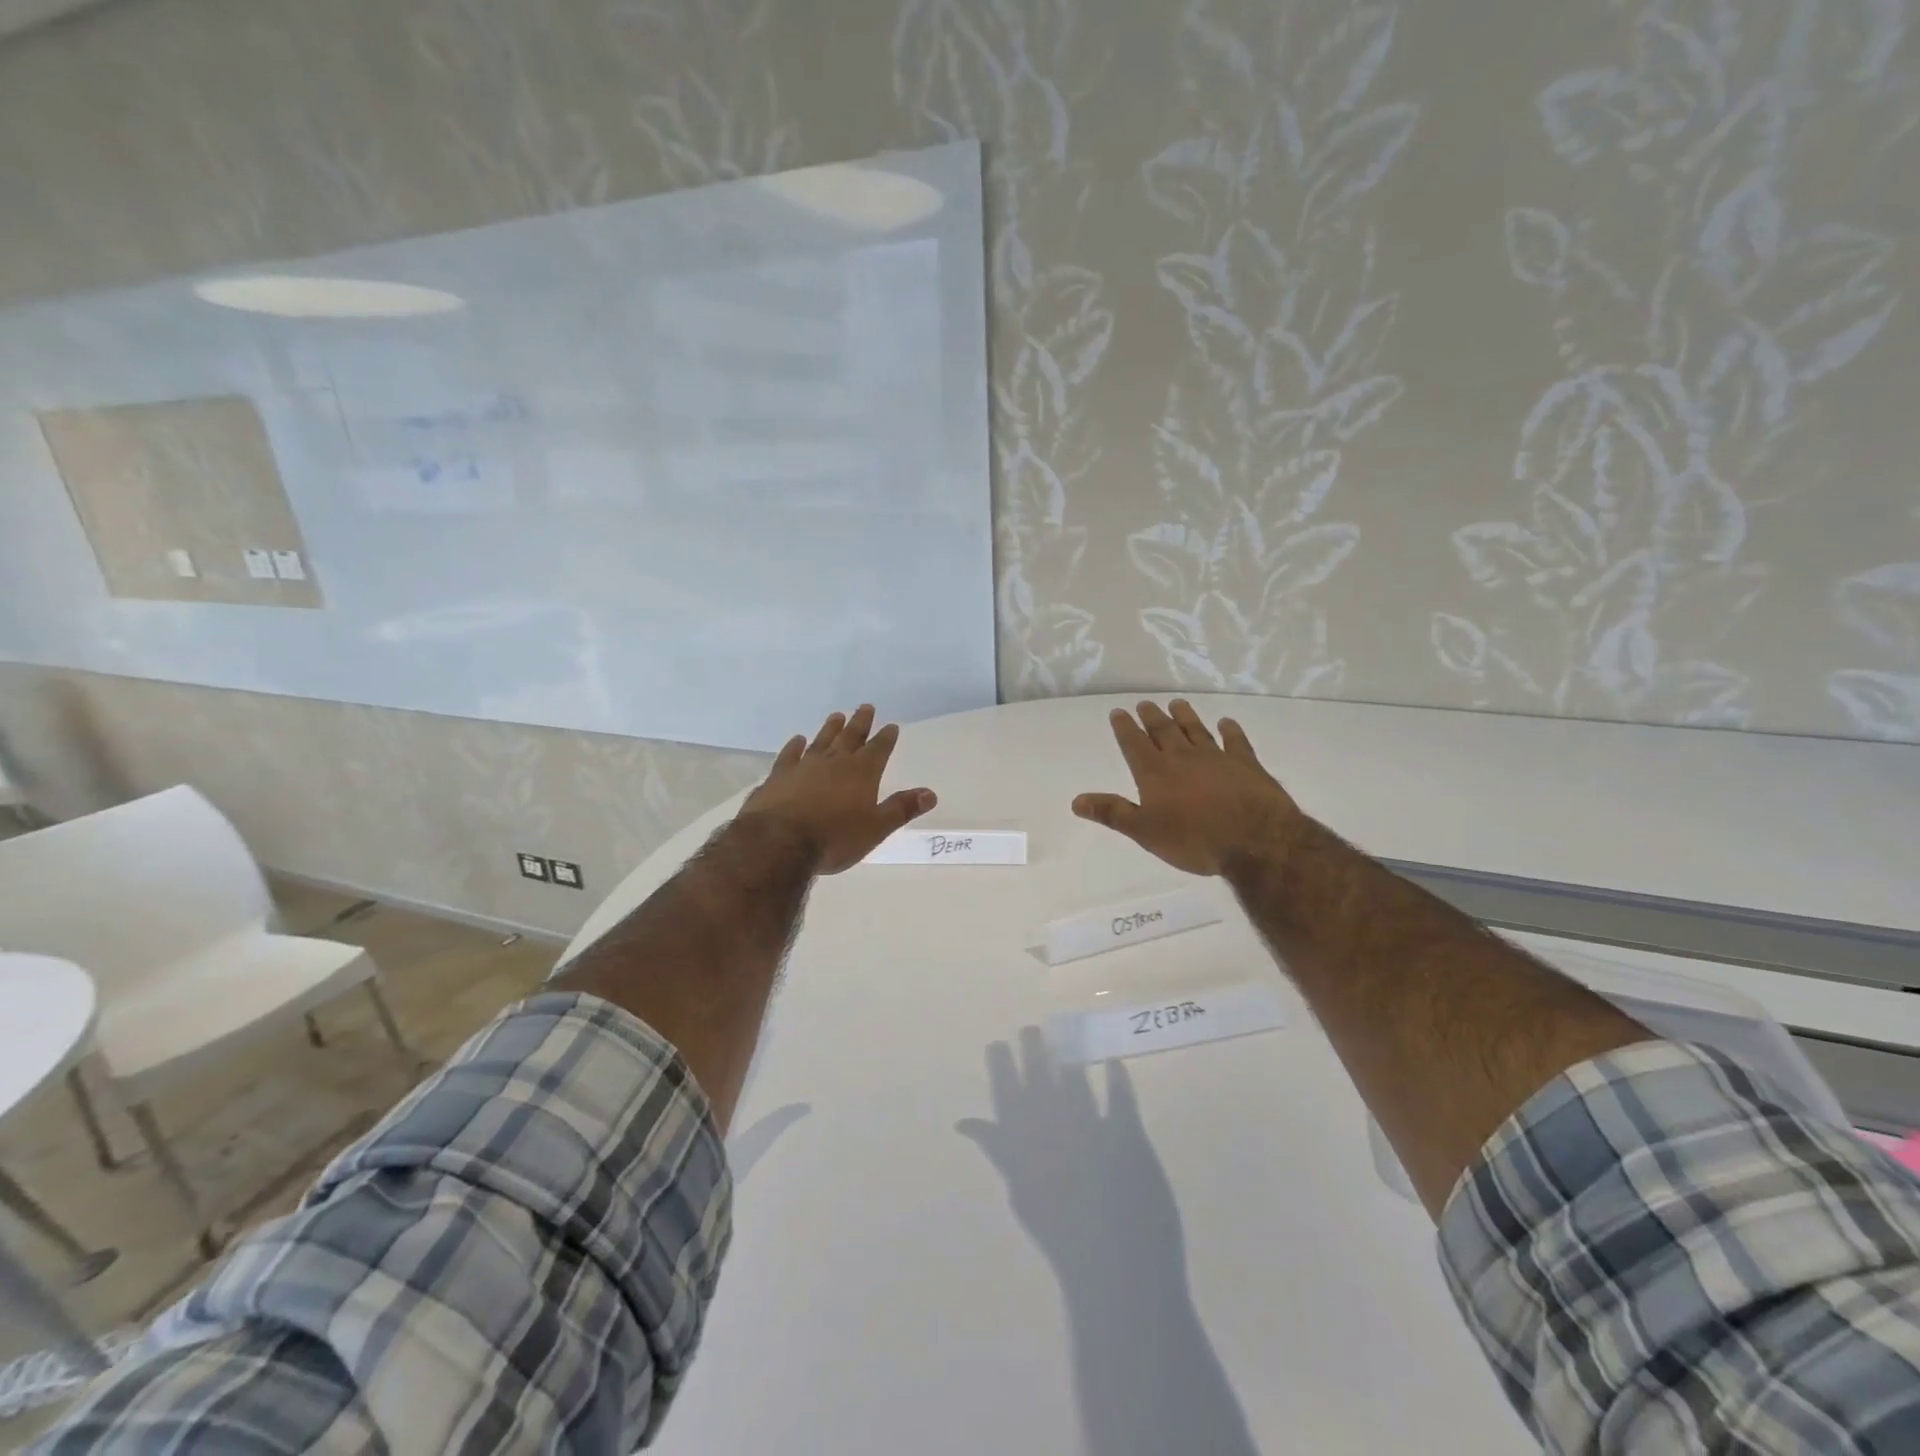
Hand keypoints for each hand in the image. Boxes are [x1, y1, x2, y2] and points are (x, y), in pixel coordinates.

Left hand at [738, 704, 935, 873]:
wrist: (779, 842)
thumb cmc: (835, 838)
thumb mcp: (876, 828)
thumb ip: (902, 809)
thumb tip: (930, 793)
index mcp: (862, 773)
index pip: (878, 749)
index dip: (886, 737)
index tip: (891, 725)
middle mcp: (834, 762)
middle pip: (850, 737)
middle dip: (860, 722)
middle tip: (866, 706)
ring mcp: (803, 766)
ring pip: (821, 741)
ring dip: (830, 728)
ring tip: (836, 716)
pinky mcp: (778, 777)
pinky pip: (789, 755)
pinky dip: (794, 746)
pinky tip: (797, 739)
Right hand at [1072, 700, 1302, 875]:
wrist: (1254, 839)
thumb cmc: (1193, 840)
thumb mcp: (1145, 832)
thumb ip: (1112, 813)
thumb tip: (1076, 801)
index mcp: (1155, 773)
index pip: (1134, 744)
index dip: (1125, 728)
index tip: (1118, 712)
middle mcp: (1183, 757)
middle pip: (1164, 731)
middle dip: (1152, 717)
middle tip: (1145, 704)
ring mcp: (1217, 757)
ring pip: (1196, 730)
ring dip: (1185, 716)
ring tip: (1177, 703)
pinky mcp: (1246, 764)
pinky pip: (1235, 741)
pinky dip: (1230, 731)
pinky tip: (1226, 723)